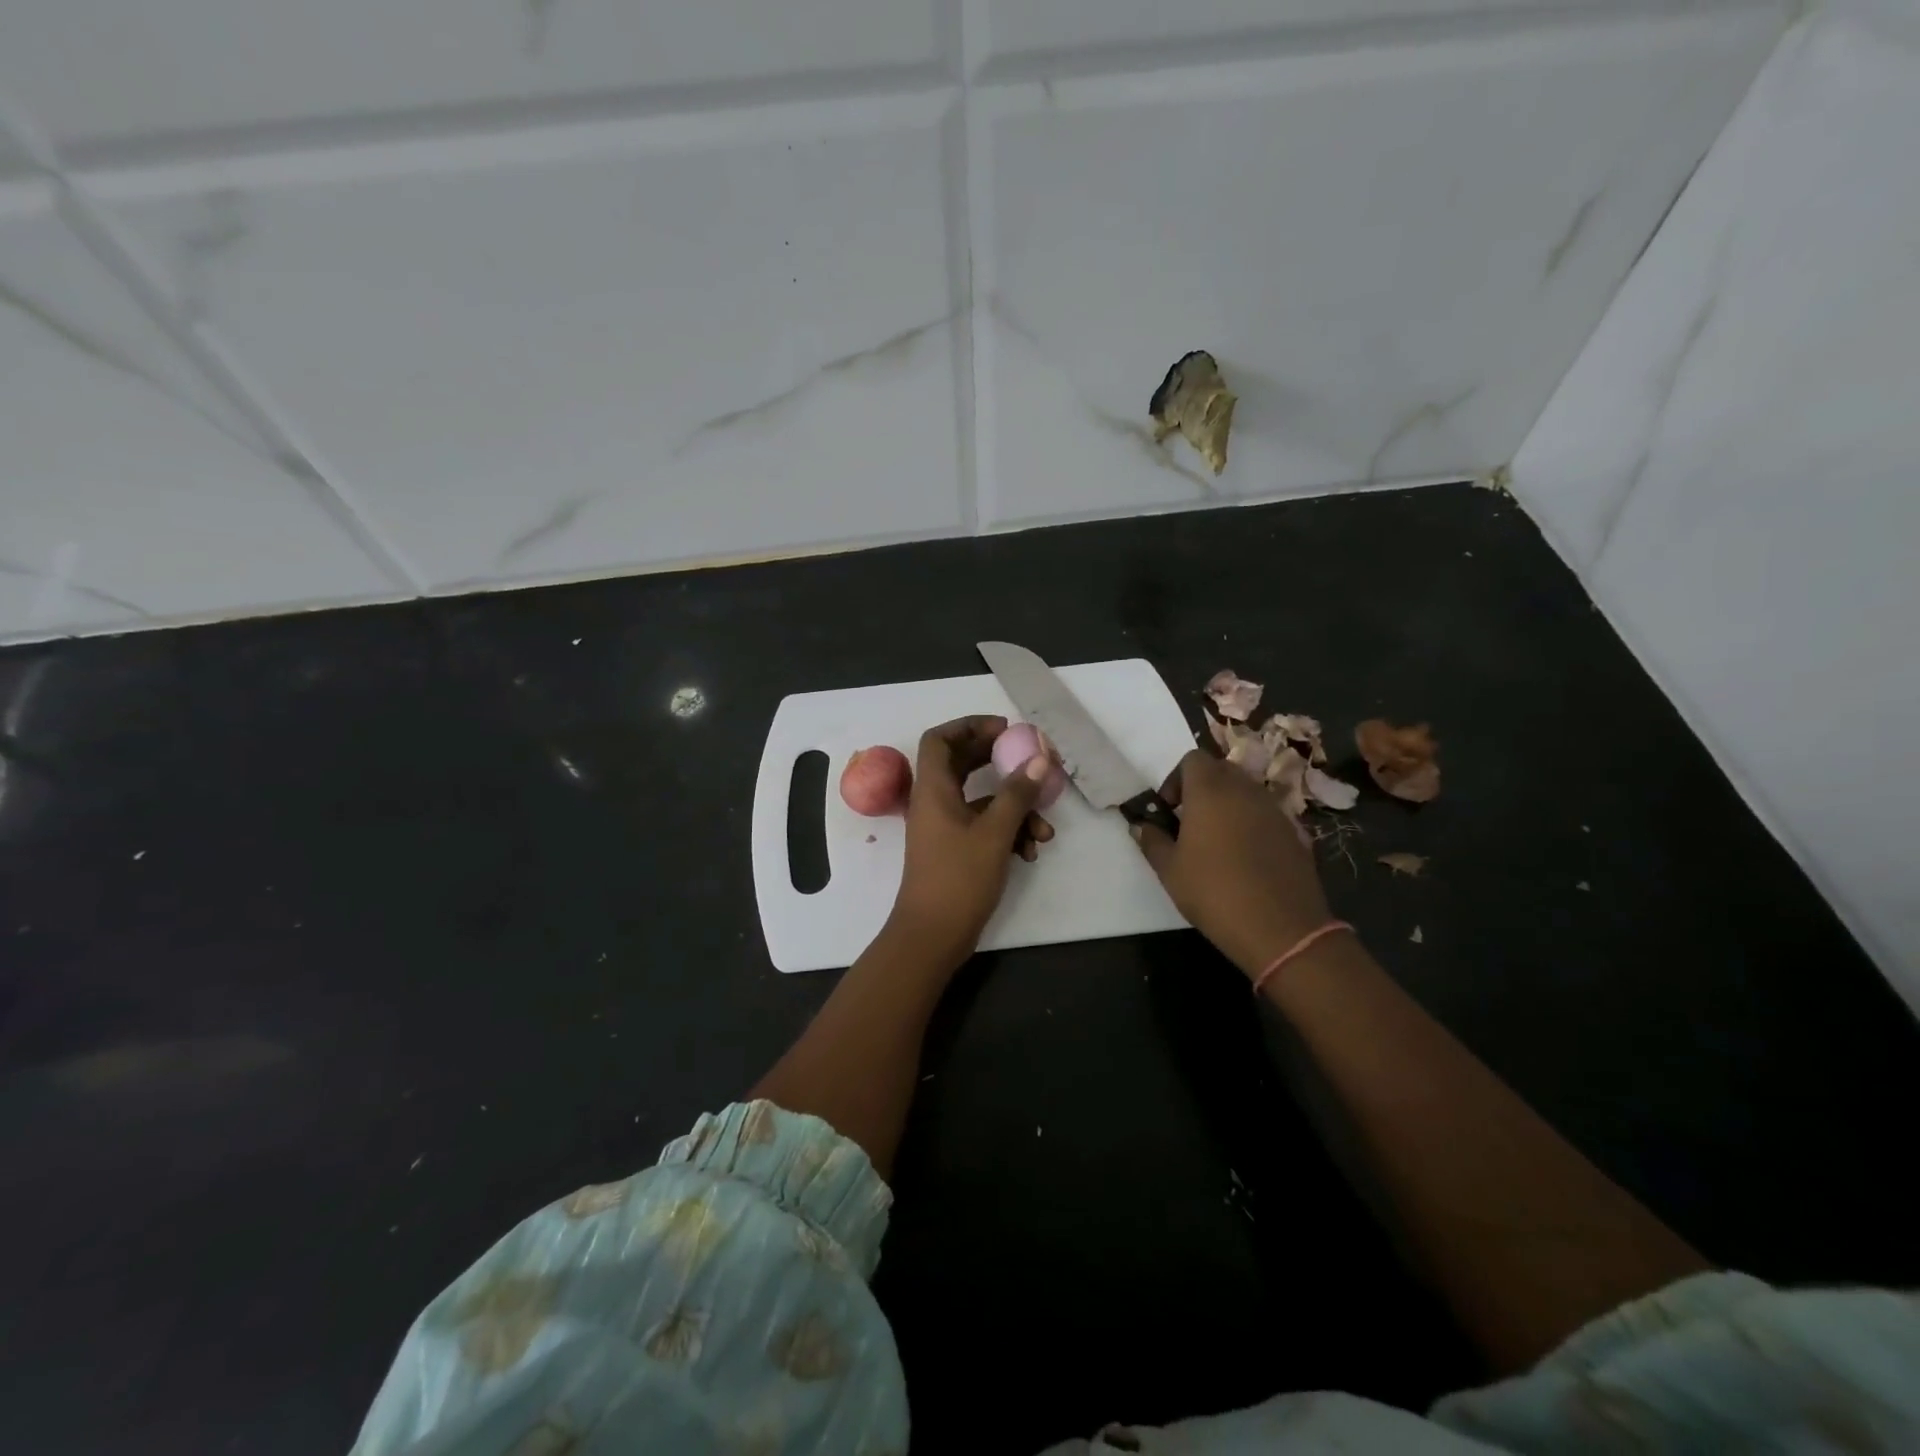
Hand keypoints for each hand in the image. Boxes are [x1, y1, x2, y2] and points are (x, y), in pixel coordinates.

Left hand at [889, 715, 1054, 965]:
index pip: (939, 739)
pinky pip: (984, 827)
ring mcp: (945, 827)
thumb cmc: (958, 878)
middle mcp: (935, 802)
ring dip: (1014, 809)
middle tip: (1029, 759)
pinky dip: (1008, 832)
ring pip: (982, 801)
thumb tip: (1040, 759)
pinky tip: (1031, 851)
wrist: (933, 935)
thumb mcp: (994, 832)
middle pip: (962, 764)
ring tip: (1044, 829)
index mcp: (933, 789)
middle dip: (998, 761)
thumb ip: (1017, 794)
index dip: (968, 726)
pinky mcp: (956, 849)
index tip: (1003, 729)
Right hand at [1131, 749, 1334, 978]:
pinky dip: (1252, 824)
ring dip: (1228, 805)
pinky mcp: (1295, 832)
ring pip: (1246, 791)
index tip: (1170, 810)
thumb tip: (1140, 825)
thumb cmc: (1214, 892)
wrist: (1281, 928)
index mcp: (1210, 790)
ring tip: (1217, 842)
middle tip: (1190, 823)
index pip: (1193, 758)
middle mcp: (1245, 790)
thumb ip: (1152, 841)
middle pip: (1221, 770)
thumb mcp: (1170, 870)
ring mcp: (1275, 809)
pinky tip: (1245, 859)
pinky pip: (1266, 814)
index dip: (1177, 778)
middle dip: (1203, 788)